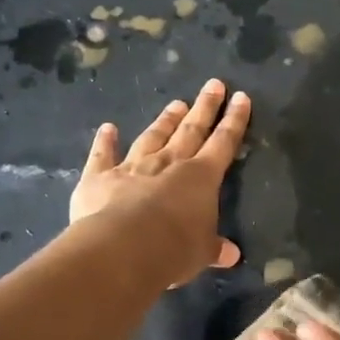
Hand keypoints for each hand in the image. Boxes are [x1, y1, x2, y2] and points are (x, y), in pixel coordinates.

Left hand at [70, 79, 251, 286]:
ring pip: (153, 136)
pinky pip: (103, 155)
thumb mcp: (201, 252)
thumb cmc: (174, 249)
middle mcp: (169, 163)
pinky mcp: (99, 177)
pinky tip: (107, 128)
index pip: (224, 143)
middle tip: (213, 84)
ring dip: (165, 120)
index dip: (234, 121)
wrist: (123, 249)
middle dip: (205, 107)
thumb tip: (230, 255)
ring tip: (176, 103)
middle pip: (191, 129)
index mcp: (202, 177)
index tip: (240, 98)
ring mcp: (133, 166)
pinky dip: (105, 141)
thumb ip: (213, 248)